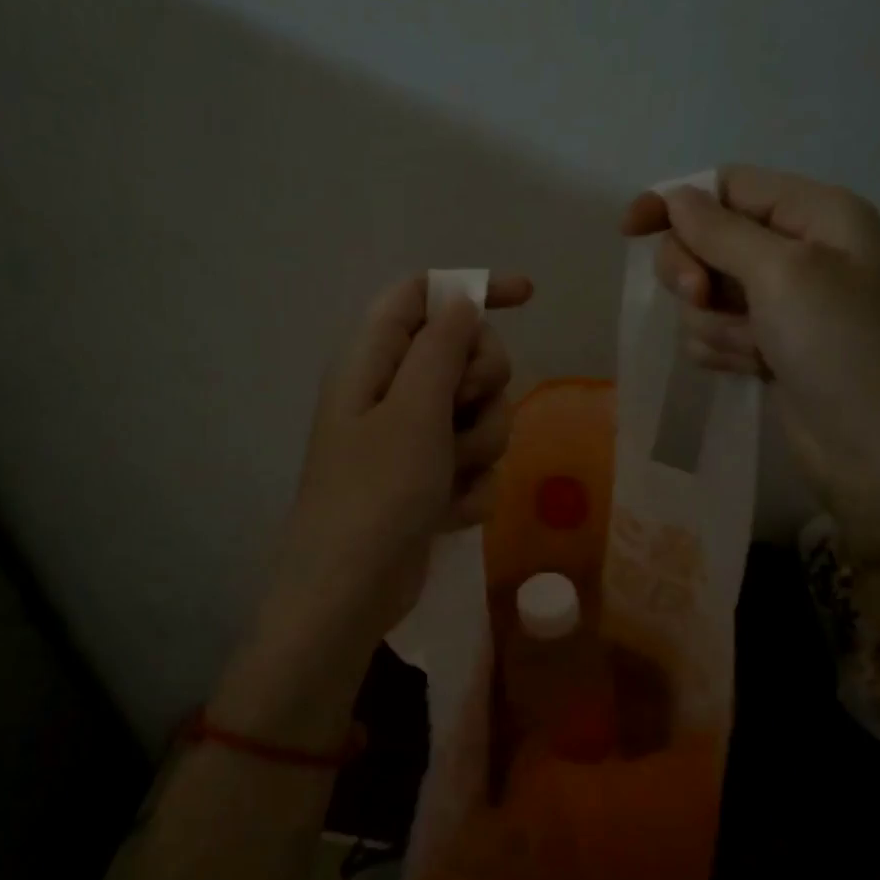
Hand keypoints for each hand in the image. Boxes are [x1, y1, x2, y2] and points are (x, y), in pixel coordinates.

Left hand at [262, 272, 533, 664]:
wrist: (352, 591)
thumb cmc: (376, 493)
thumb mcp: (413, 410)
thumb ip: (441, 347)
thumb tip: (461, 302)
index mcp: (374, 359)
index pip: (424, 293)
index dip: (473, 287)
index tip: (527, 297)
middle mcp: (392, 392)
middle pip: (464, 353)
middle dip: (482, 385)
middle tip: (462, 414)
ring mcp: (412, 440)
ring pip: (479, 414)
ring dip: (479, 446)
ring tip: (450, 478)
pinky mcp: (428, 481)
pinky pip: (474, 464)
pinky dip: (470, 487)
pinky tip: (449, 513)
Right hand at [624, 166, 879, 558]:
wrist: (877, 449)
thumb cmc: (840, 347)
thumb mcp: (782, 273)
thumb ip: (721, 231)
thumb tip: (675, 197)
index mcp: (815, 214)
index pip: (728, 187)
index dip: (676, 203)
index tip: (629, 230)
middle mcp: (798, 251)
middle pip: (708, 240)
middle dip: (694, 271)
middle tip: (699, 297)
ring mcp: (782, 305)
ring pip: (706, 294)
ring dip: (714, 322)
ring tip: (752, 349)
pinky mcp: (768, 347)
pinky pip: (716, 333)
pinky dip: (724, 350)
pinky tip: (754, 369)